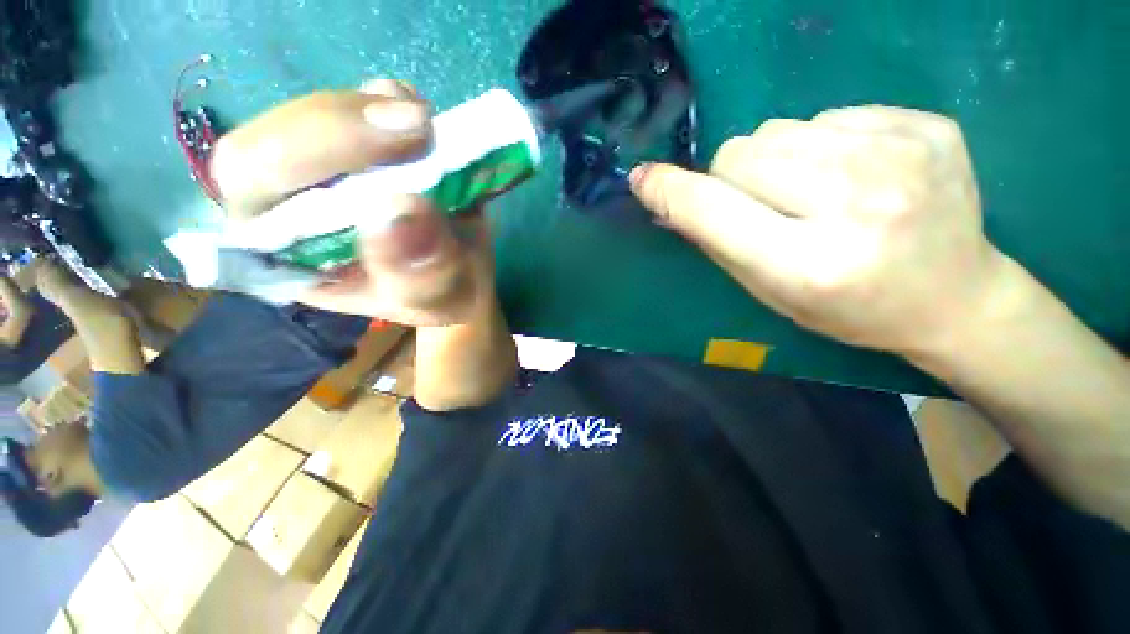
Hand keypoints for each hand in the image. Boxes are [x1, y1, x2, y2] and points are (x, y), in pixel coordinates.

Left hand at [211, 80, 491, 325]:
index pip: (253, 186)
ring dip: (371, 109)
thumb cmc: (444, 298)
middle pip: (273, 137)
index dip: (306, 155)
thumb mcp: (437, 299)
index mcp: (290, 254)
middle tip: (419, 126)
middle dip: (344, 126)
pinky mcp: (363, 148)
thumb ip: (418, 274)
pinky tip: (424, 124)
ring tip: (427, 129)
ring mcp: (326, 170)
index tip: (395, 149)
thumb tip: (401, 209)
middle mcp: (291, 206)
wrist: (463, 278)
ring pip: (316, 111)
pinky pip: (359, 102)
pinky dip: (392, 99)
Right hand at [630, 106, 1008, 355]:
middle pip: (740, 154)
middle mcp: (854, 205)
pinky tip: (855, 173)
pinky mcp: (926, 126)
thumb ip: (716, 242)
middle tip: (761, 205)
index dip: (670, 192)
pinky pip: (828, 115)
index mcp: (808, 264)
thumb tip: (667, 200)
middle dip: (731, 178)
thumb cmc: (847, 309)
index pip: (713, 210)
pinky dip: (822, 143)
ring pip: (778, 129)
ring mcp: (900, 156)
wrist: (955, 296)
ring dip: (774, 160)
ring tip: (811, 191)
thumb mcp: (768, 291)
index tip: (643, 179)